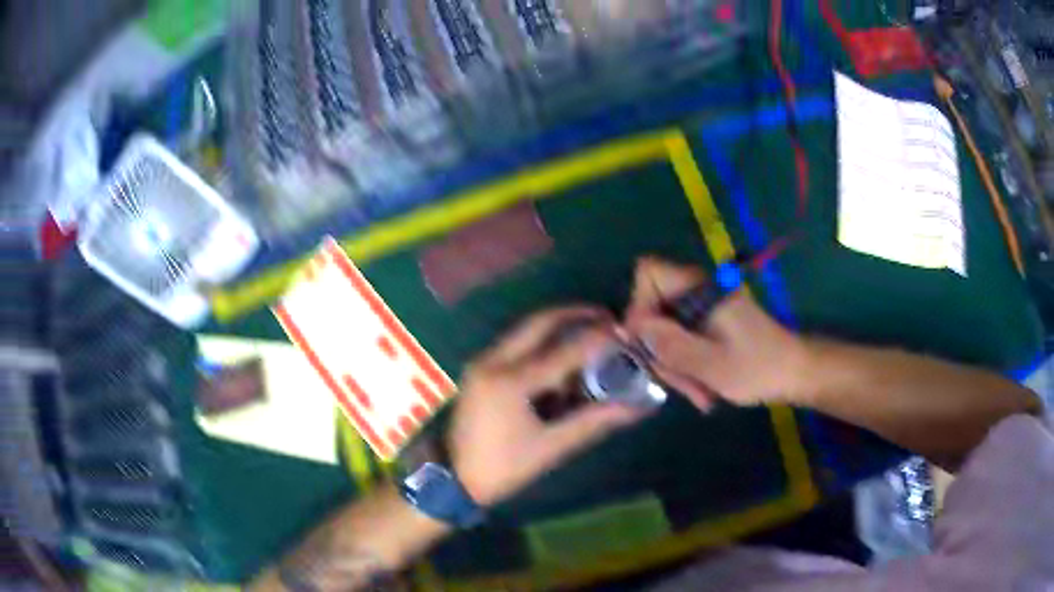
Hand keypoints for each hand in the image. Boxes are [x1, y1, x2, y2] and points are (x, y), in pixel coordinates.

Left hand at [449, 307, 646, 506]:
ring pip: (524, 330)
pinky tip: (560, 357)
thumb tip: (634, 408)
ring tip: (589, 332)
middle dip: (574, 314)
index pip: (564, 351)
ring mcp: (481, 362)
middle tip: (605, 317)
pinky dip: (539, 343)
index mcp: (510, 382)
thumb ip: (593, 422)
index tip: (625, 333)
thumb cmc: (502, 467)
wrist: (452, 479)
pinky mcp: (478, 370)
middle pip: (538, 322)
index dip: (598, 340)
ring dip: (556, 326)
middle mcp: (493, 361)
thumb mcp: (550, 448)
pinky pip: (514, 345)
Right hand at [625, 257, 809, 409]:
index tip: (645, 343)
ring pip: (668, 327)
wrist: (795, 372)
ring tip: (695, 393)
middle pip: (655, 306)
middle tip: (673, 382)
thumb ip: (670, 344)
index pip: (649, 272)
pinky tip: (701, 388)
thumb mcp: (709, 363)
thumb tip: (632, 327)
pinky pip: (684, 337)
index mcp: (701, 289)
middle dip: (659, 347)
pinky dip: (687, 362)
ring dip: (674, 363)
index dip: (638, 304)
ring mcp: (706, 307)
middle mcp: (700, 291)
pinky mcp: (711, 322)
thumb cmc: (757, 368)